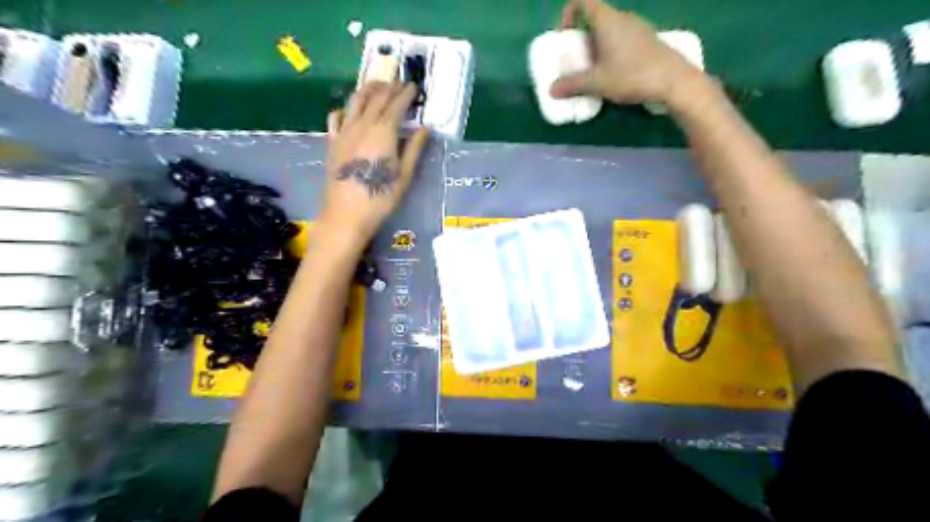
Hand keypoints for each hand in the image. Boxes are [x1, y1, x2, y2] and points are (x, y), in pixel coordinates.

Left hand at [320, 80, 428, 244]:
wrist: (346, 215)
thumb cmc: (380, 198)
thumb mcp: (404, 175)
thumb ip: (414, 149)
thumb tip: (425, 128)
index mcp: (383, 132)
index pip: (396, 105)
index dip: (406, 94)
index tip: (414, 86)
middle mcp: (362, 125)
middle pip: (376, 98)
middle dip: (389, 87)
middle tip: (399, 83)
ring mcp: (344, 132)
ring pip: (355, 101)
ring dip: (367, 90)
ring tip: (377, 86)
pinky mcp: (332, 143)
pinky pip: (336, 118)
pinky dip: (345, 109)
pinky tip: (349, 111)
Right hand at [548, 0, 710, 108]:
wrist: (674, 81)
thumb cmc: (632, 75)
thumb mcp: (597, 83)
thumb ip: (572, 85)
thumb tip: (551, 90)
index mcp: (607, 20)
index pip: (582, 1)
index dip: (567, 15)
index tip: (563, 38)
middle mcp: (622, 18)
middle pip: (594, 18)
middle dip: (580, 38)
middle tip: (575, 61)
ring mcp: (637, 27)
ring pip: (608, 30)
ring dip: (595, 47)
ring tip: (592, 71)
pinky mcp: (647, 40)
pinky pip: (621, 39)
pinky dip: (610, 51)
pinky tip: (612, 74)